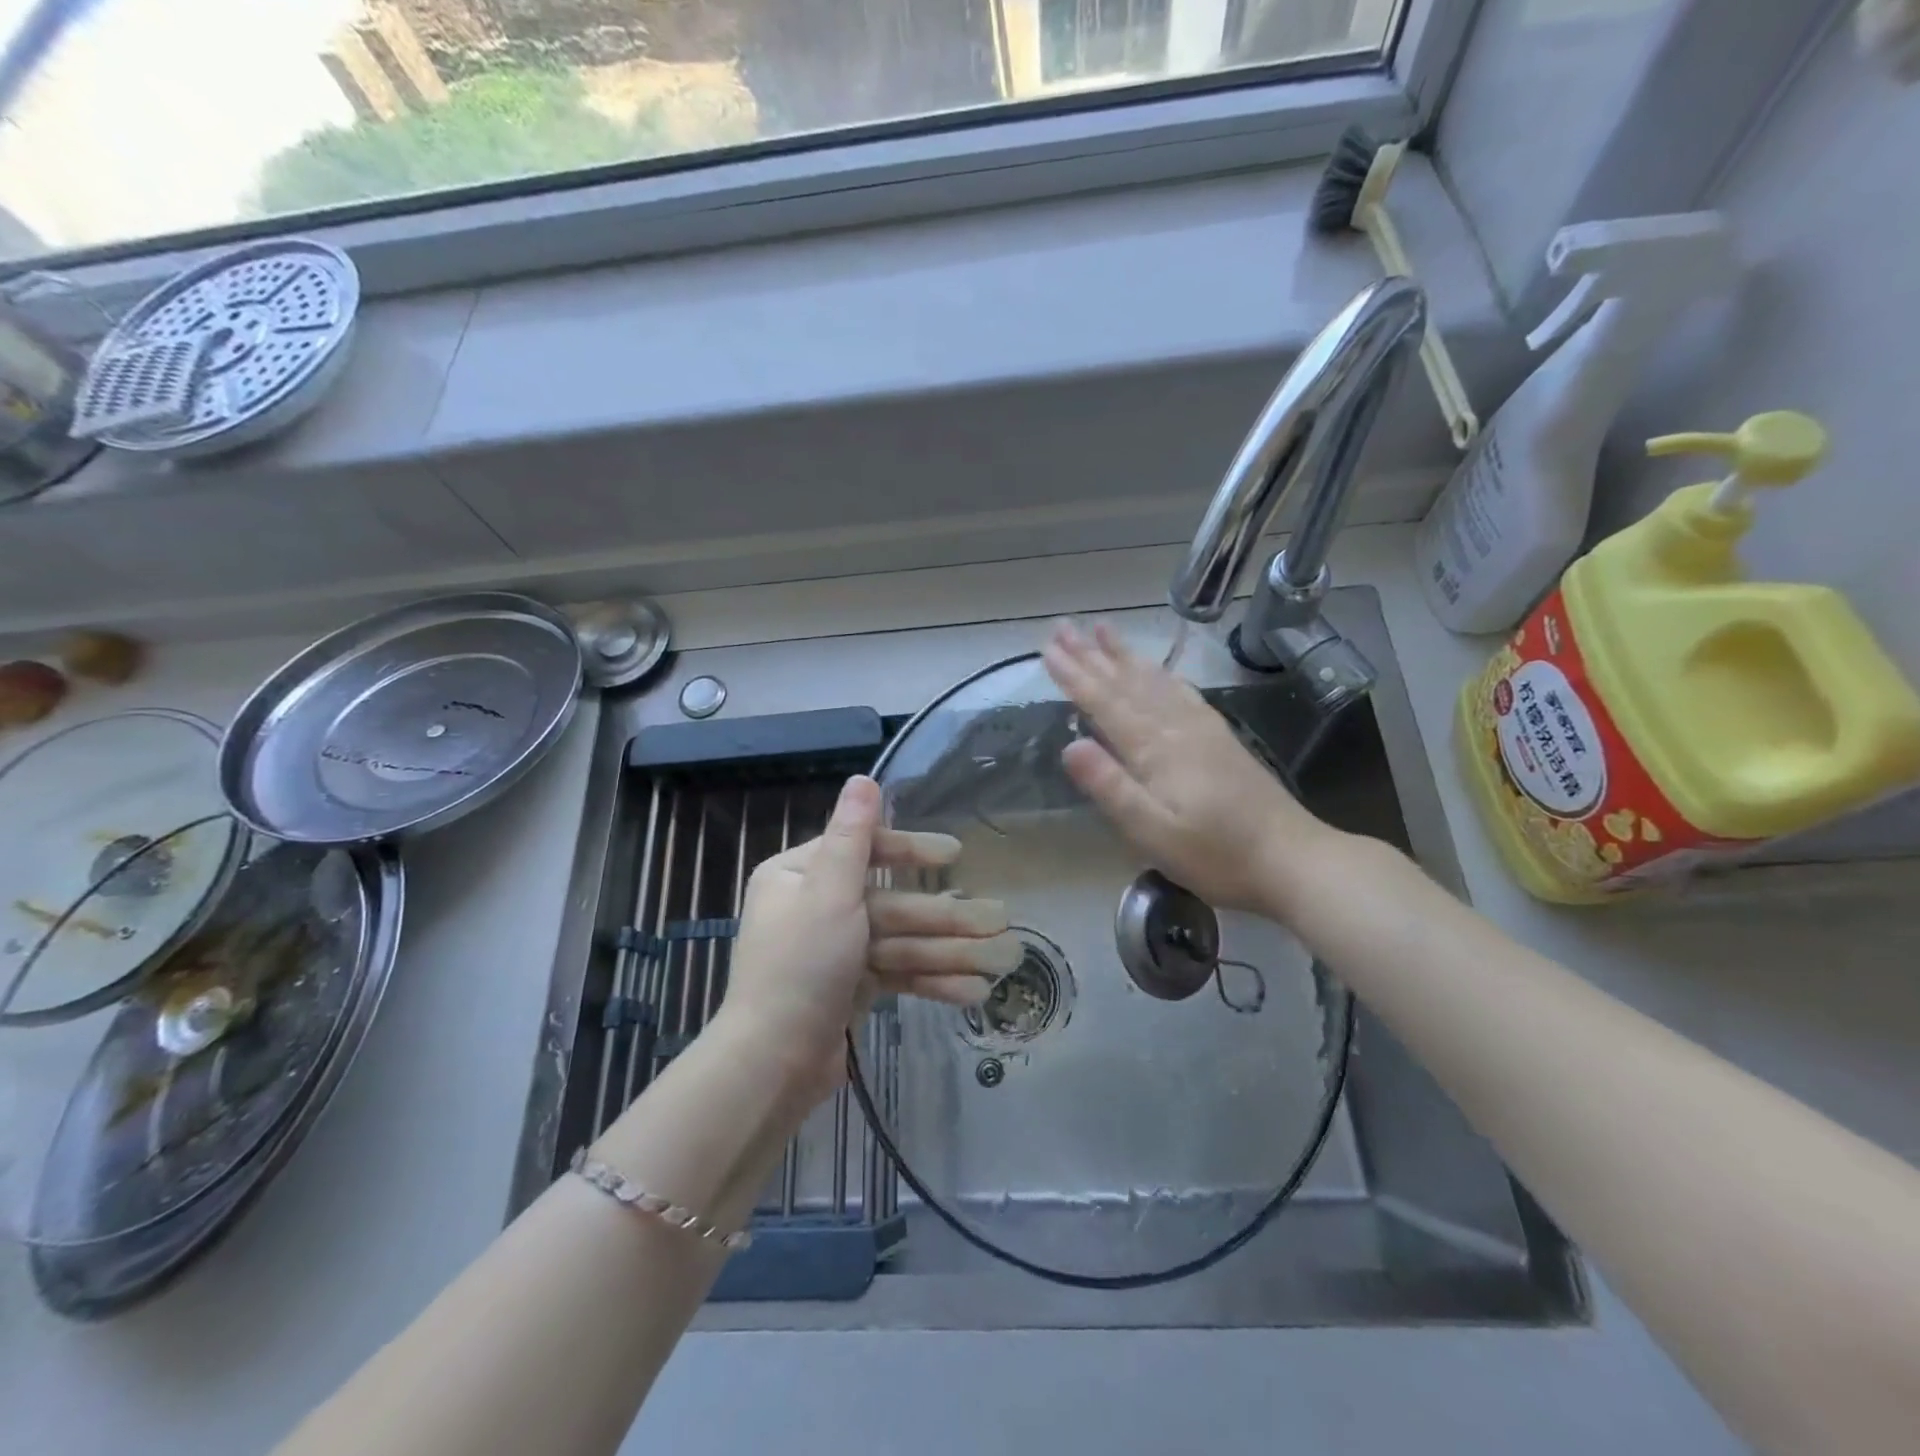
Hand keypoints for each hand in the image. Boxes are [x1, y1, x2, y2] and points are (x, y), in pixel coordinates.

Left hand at [719, 775, 1018, 1099]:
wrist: (773, 1063)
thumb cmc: (801, 966)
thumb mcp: (829, 892)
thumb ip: (852, 836)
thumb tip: (863, 778)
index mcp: (800, 875)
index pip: (865, 850)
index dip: (913, 850)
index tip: (955, 854)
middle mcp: (816, 906)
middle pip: (891, 902)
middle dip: (945, 915)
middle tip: (999, 918)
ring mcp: (835, 950)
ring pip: (901, 941)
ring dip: (949, 950)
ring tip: (1001, 959)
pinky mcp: (850, 987)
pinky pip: (896, 974)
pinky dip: (931, 982)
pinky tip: (974, 991)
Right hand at [1042, 619, 1333, 915]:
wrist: (1291, 858)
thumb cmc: (1215, 854)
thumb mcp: (1153, 831)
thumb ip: (1111, 787)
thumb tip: (1070, 746)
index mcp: (1155, 749)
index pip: (1105, 703)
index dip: (1075, 676)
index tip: (1048, 650)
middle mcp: (1176, 727)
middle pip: (1127, 683)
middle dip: (1092, 655)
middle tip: (1063, 628)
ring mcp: (1201, 728)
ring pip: (1154, 680)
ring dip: (1124, 655)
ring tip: (1103, 630)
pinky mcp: (1219, 737)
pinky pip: (1181, 692)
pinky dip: (1161, 674)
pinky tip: (1157, 668)